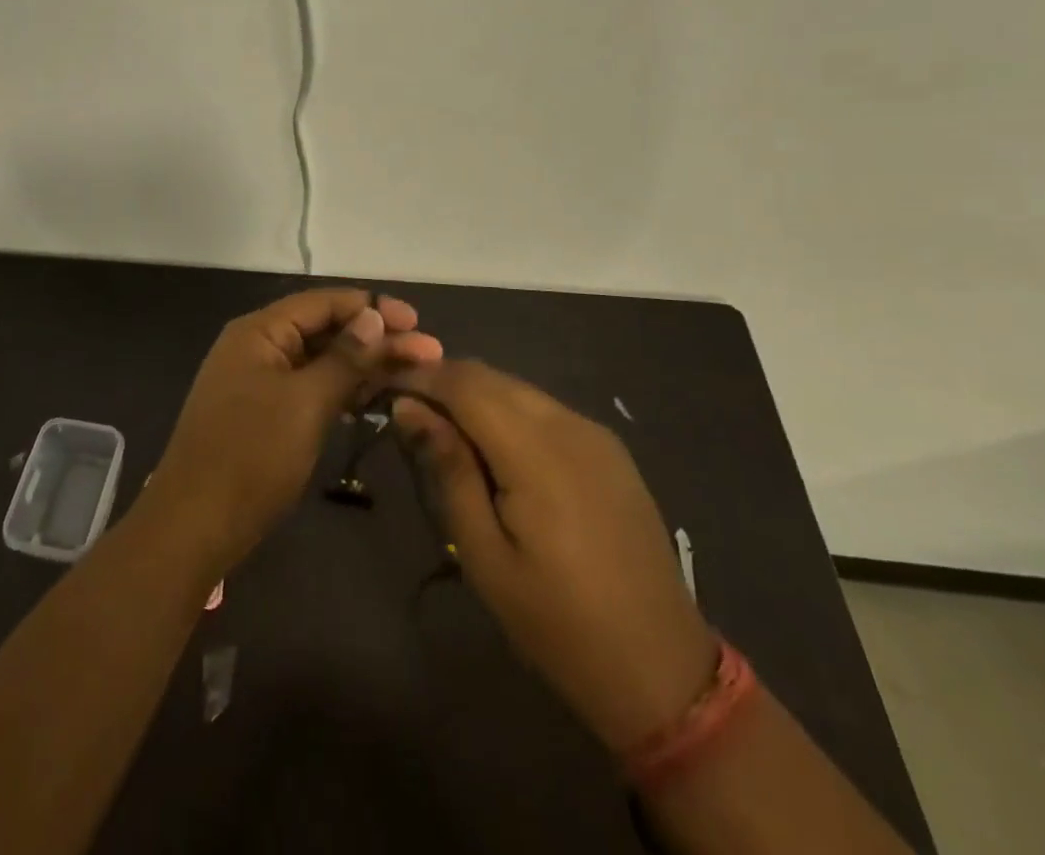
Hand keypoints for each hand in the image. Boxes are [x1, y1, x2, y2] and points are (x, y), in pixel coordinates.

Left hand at [145, 289, 443, 580]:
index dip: (372, 307)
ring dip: (363, 366)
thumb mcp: (306, 402)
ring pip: (319, 361)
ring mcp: (258, 381)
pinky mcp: (263, 414)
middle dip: (375, 339)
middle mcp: (258, 346)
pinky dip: (341, 391)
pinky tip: (373, 401)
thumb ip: (344, 357)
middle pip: (324, 330)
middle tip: (429, 354)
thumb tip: (374, 316)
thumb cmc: (251, 455)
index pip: (323, 302)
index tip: (418, 322)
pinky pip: (309, 388)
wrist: (194, 525)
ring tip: (412, 376)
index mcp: (260, 331)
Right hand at [392, 360, 716, 752]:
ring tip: (443, 430)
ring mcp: (595, 433)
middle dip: (443, 381)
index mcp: (537, 452)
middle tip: (406, 410)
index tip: (383, 388)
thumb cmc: (557, 622)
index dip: (420, 376)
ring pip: (517, 388)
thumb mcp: (483, 554)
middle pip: (490, 377)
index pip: (465, 383)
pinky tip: (493, 446)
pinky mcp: (609, 449)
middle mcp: (569, 425)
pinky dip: (507, 410)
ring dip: (474, 395)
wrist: (661, 668)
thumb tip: (408, 406)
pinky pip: (544, 408)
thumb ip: (448, 468)